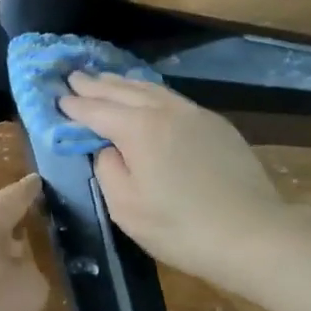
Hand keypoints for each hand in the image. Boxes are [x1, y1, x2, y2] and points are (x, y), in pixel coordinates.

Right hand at [59, 73, 290, 285]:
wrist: (252, 233)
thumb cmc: (181, 227)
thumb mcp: (126, 208)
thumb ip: (107, 170)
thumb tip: (107, 149)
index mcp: (138, 129)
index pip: (97, 111)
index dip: (75, 106)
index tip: (58, 98)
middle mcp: (164, 111)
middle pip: (123, 91)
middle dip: (96, 85)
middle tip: (74, 77)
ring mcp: (194, 114)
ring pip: (150, 89)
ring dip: (123, 84)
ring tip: (105, 80)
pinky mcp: (215, 124)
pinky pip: (172, 98)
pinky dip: (149, 93)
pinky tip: (146, 96)